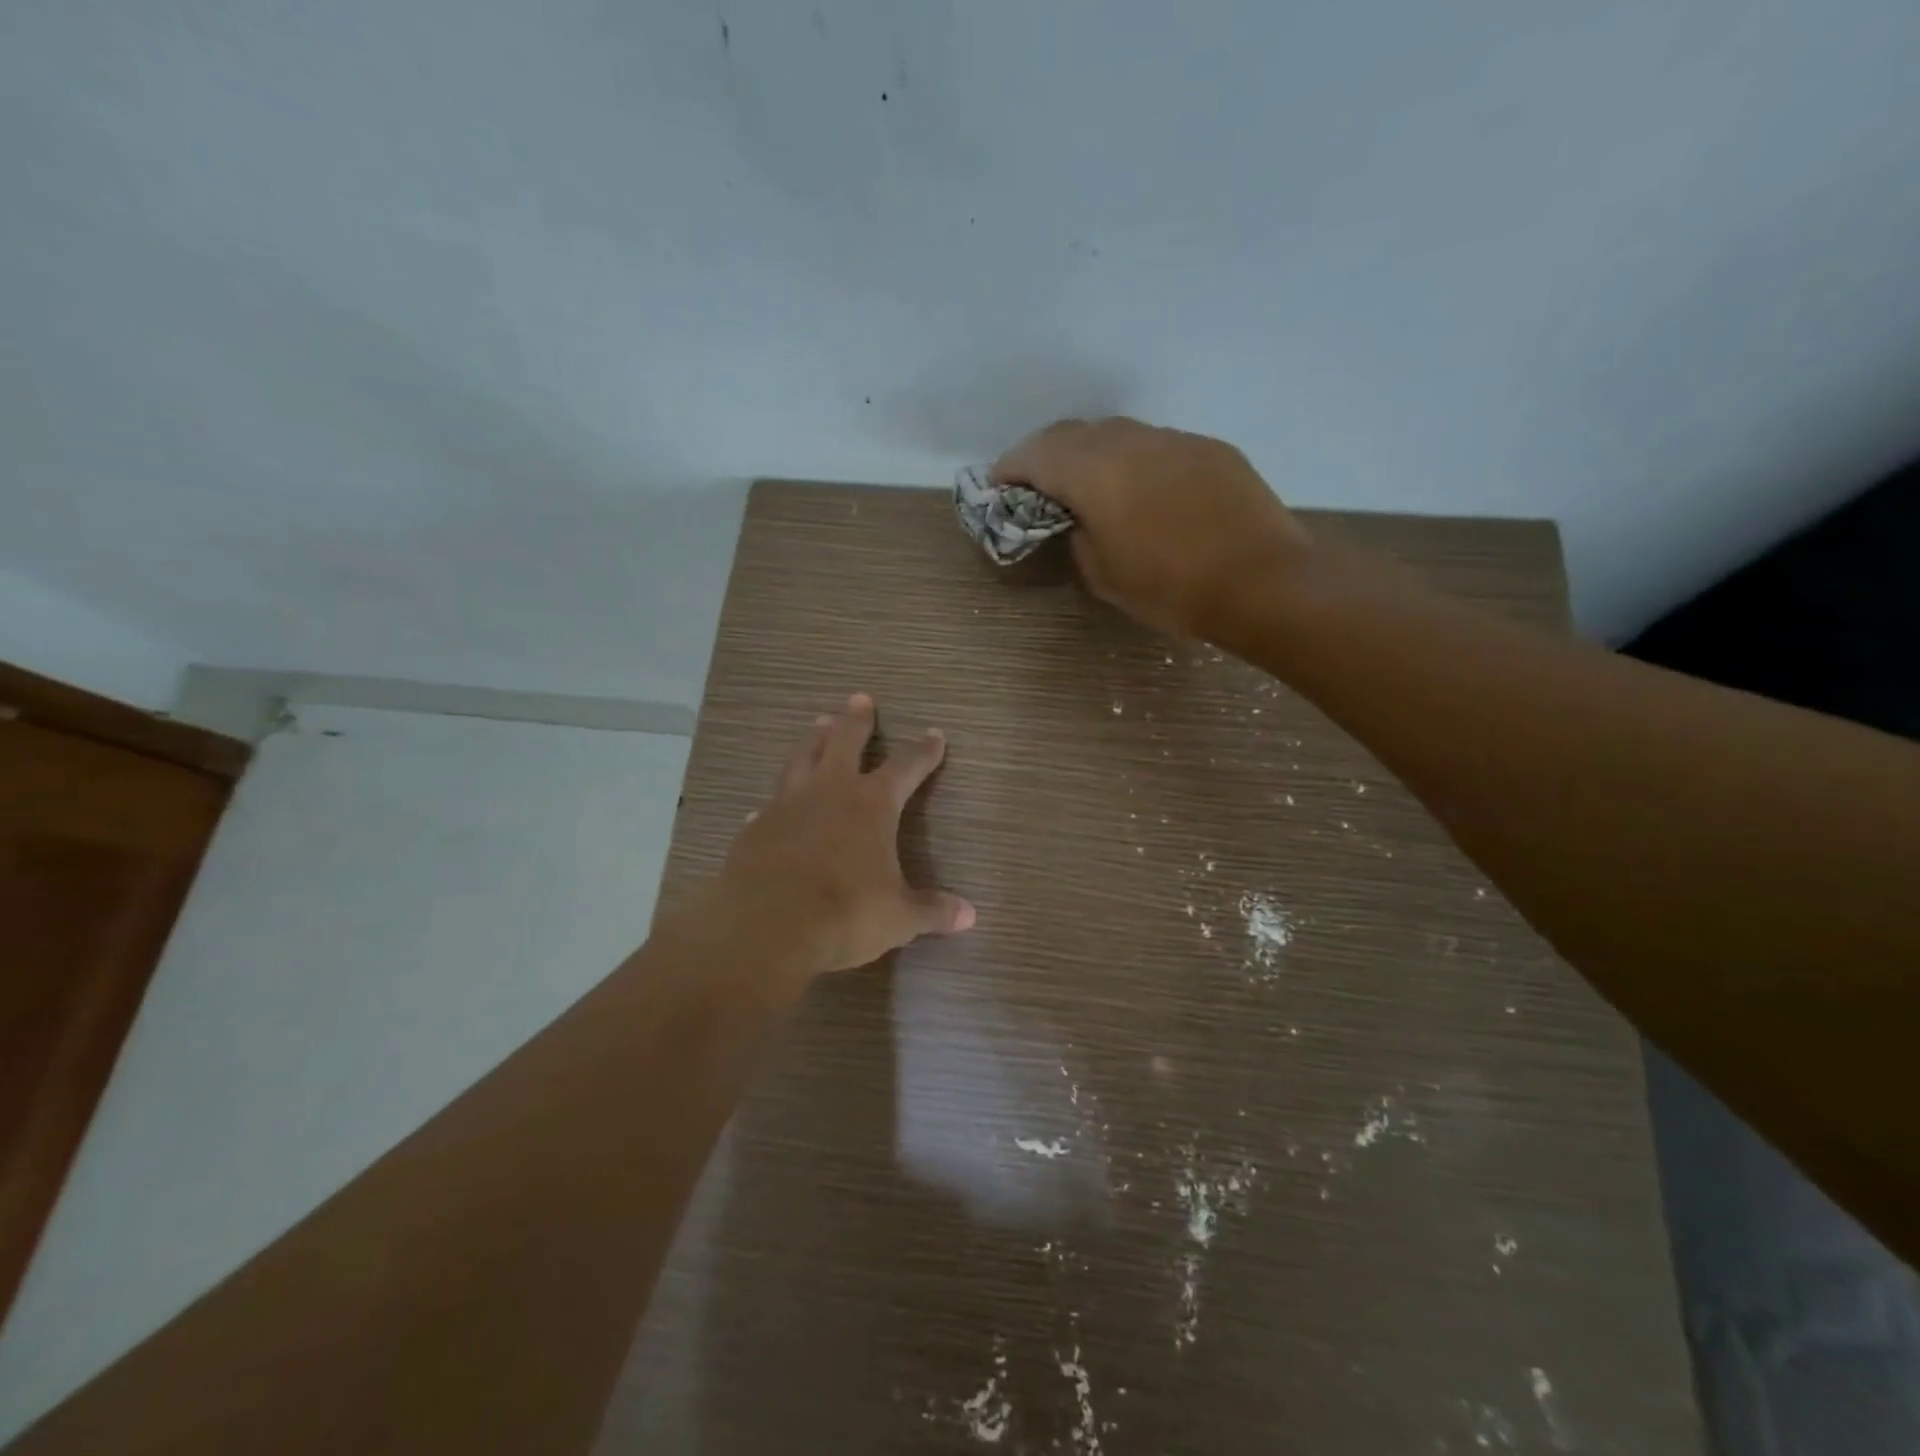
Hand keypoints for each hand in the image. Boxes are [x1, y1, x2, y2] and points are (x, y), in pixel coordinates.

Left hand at [706, 694, 974, 993]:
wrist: (767, 926)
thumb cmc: (845, 913)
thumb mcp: (898, 917)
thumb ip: (932, 911)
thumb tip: (970, 916)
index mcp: (872, 804)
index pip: (906, 766)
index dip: (923, 750)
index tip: (934, 734)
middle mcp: (830, 791)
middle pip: (845, 741)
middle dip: (857, 721)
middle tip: (861, 699)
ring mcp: (788, 804)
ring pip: (802, 757)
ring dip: (814, 739)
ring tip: (819, 722)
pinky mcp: (756, 826)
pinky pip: (770, 803)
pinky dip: (776, 799)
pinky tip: (770, 803)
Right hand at [992, 417, 1311, 639]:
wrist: (1262, 581)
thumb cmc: (1172, 588)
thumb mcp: (1104, 576)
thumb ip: (1079, 538)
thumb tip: (1080, 521)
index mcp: (1095, 473)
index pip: (1036, 455)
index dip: (1010, 467)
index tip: (997, 484)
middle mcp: (1130, 442)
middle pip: (1073, 432)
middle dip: (1045, 452)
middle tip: (1036, 481)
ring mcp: (1174, 440)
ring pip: (1117, 432)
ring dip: (1091, 452)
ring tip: (1088, 483)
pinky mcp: (1209, 449)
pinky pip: (1156, 445)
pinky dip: (1133, 460)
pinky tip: (1143, 490)